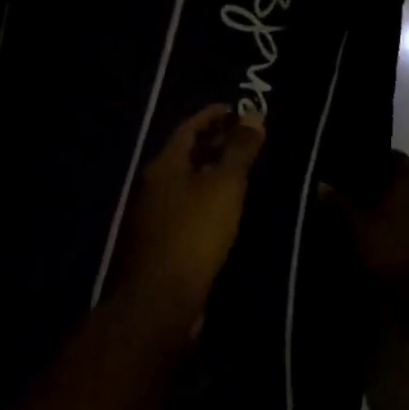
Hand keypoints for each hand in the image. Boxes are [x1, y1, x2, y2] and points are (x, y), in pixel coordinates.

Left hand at [108, 105, 265, 325]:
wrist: (162, 300)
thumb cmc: (194, 234)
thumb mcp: (224, 186)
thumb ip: (239, 150)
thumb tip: (254, 114)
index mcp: (163, 166)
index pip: (189, 128)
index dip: (213, 115)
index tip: (238, 109)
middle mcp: (154, 186)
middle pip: (187, 155)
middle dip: (216, 143)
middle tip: (249, 138)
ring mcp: (155, 217)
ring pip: (189, 184)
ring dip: (215, 173)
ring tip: (246, 171)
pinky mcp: (164, 244)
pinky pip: (190, 210)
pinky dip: (211, 200)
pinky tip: (231, 209)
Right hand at [331, 151, 408, 290]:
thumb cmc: (391, 250)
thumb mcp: (353, 226)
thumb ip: (335, 202)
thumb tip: (318, 183)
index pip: (391, 156)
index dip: (369, 162)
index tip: (349, 173)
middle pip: (403, 183)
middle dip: (382, 191)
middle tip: (355, 201)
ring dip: (397, 215)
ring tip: (372, 227)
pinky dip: (408, 237)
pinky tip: (391, 249)